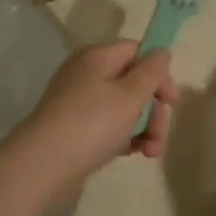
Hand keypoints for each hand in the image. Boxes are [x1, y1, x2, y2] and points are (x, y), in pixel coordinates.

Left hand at [12, 42, 177, 185]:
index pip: (136, 51)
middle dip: (153, 110)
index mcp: (97, 57)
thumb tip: (161, 52)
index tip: (171, 100)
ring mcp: (79, 101)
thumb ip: (152, 72)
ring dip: (144, 127)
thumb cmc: (92, 123)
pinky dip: (124, 137)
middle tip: (159, 136)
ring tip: (151, 153)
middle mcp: (86, 73)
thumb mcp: (130, 95)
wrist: (44, 164)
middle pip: (133, 82)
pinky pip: (108, 125)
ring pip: (123, 107)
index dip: (158, 72)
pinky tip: (133, 153)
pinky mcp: (75, 127)